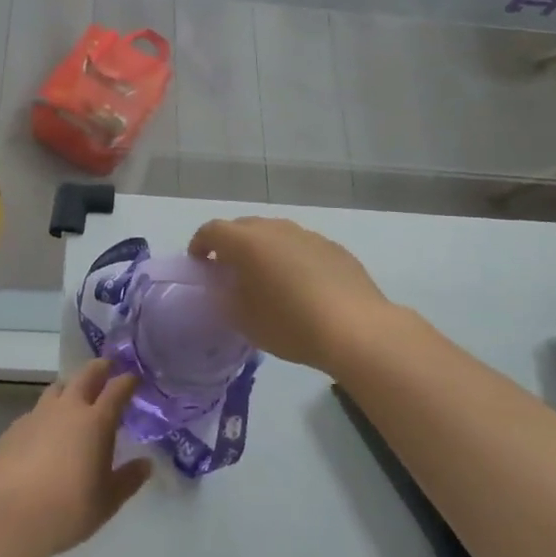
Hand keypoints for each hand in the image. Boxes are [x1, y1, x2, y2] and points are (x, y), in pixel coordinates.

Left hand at [0, 358, 151, 556]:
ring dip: (70, 388)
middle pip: (86, 375)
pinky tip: (44, 435)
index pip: (117, 389)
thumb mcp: (108, 501)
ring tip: (74, 399)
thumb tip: (146, 464)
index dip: (128, 381)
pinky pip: (35, 413)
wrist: (11, 518)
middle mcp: (67, 409)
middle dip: (100, 368)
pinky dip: (46, 416)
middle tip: (108, 368)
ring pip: (57, 388)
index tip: (135, 378)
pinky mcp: (14, 428)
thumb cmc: (69, 510)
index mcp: (96, 421)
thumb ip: (129, 479)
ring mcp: (38, 415)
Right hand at [189, 216, 392, 370]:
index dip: (200, 244)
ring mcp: (308, 235)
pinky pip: (302, 247)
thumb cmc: (291, 325)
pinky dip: (292, 259)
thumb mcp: (244, 320)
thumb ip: (225, 297)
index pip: (212, 230)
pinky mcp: (334, 248)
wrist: (357, 329)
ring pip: (275, 235)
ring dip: (264, 250)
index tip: (199, 263)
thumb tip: (223, 286)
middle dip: (232, 245)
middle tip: (230, 272)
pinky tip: (301, 287)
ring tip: (267, 279)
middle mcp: (276, 229)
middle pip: (244, 227)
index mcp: (248, 242)